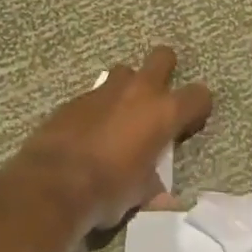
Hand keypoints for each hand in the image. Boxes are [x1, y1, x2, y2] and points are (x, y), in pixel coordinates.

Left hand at [0, 47, 212, 232]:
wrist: (52, 185)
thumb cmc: (108, 190)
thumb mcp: (141, 194)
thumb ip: (154, 183)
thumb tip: (160, 194)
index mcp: (163, 112)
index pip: (199, 95)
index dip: (198, 108)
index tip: (189, 124)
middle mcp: (138, 91)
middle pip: (163, 57)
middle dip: (165, 70)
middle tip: (158, 99)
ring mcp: (104, 90)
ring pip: (125, 72)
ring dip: (127, 88)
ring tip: (120, 116)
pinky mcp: (74, 99)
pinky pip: (94, 95)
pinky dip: (98, 109)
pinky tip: (89, 133)